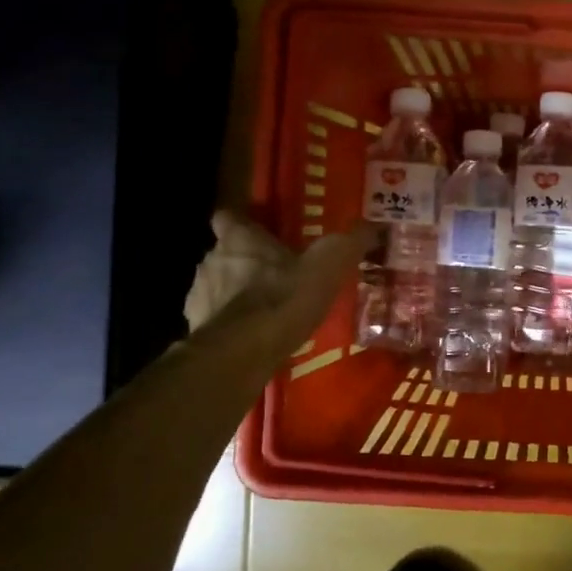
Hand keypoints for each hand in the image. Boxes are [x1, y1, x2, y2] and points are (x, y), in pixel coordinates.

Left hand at [184, 212, 366, 356]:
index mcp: (239, 240)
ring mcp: (199, 297)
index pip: (229, 217)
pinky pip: (216, 321)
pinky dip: (232, 326)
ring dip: (237, 295)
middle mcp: (211, 261)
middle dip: (246, 263)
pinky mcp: (197, 330)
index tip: (259, 231)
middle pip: (224, 254)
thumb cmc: (283, 298)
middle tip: (277, 275)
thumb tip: (373, 225)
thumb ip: (349, 243)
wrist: (242, 353)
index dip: (243, 223)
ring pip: (217, 287)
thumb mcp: (328, 265)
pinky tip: (255, 338)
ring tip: (268, 310)